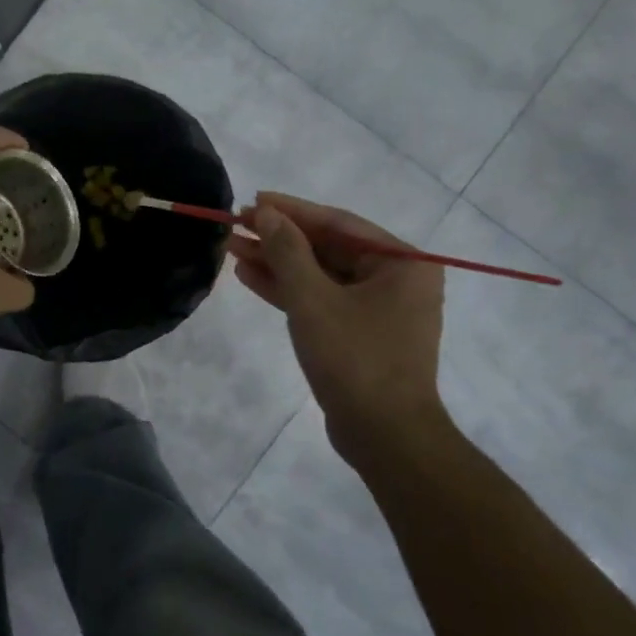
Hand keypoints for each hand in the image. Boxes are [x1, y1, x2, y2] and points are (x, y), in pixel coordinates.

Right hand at [229, 193, 446, 467]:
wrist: (384, 436)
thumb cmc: (355, 358)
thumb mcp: (313, 299)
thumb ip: (287, 251)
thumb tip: (265, 212)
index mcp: (401, 263)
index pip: (337, 223)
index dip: (291, 210)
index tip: (252, 200)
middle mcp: (395, 279)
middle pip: (327, 247)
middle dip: (279, 238)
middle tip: (236, 225)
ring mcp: (377, 308)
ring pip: (320, 274)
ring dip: (277, 262)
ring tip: (233, 248)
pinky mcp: (359, 332)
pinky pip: (321, 299)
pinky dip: (288, 289)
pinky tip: (251, 276)